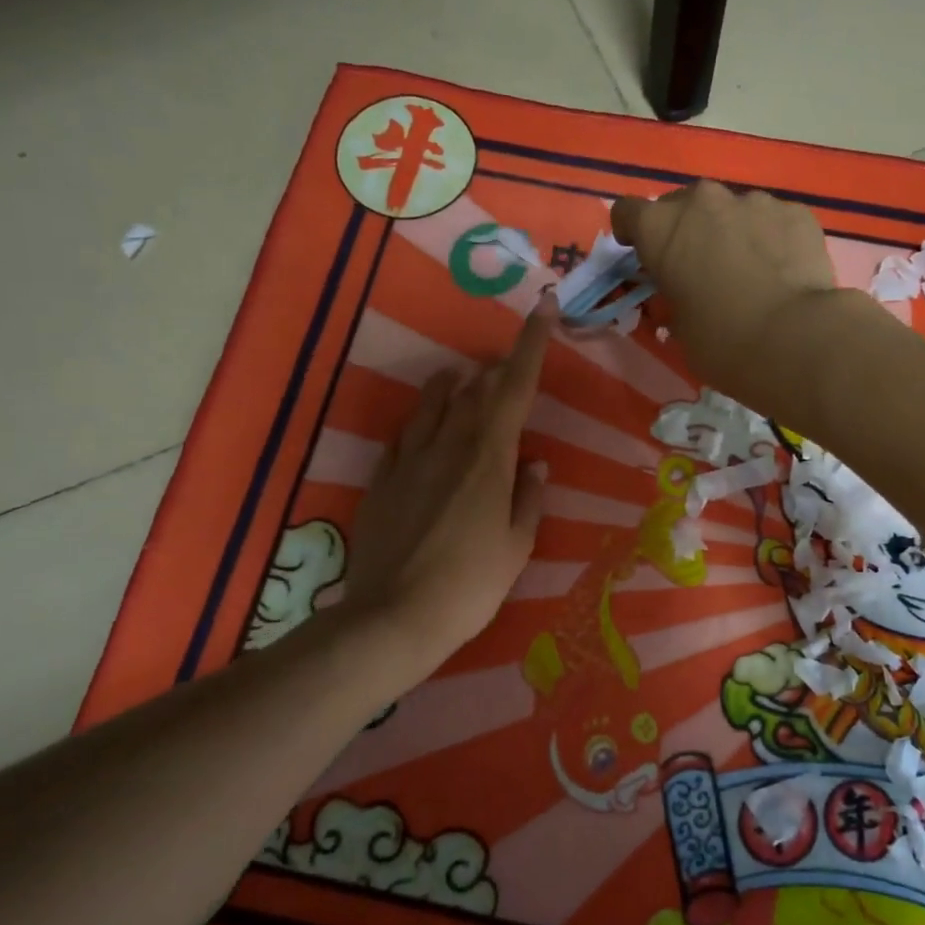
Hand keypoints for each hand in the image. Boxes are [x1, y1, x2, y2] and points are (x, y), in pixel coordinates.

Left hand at [344, 295, 552, 674]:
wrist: (394, 617)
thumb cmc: (471, 585)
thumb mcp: (517, 546)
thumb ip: (528, 498)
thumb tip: (534, 464)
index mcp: (489, 458)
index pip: (515, 388)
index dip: (531, 345)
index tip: (542, 307)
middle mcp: (449, 446)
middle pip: (475, 390)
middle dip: (496, 371)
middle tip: (509, 366)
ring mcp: (410, 460)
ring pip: (433, 404)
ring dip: (454, 386)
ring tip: (464, 379)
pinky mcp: (382, 480)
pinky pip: (405, 436)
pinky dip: (422, 421)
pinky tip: (425, 427)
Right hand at [611, 181, 836, 401]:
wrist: (794, 339)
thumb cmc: (722, 342)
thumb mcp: (680, 328)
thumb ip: (676, 297)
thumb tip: (689, 294)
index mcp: (661, 229)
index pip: (627, 212)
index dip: (632, 232)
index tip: (642, 253)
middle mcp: (703, 202)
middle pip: (683, 204)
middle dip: (686, 230)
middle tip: (700, 267)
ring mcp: (753, 201)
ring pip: (732, 210)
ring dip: (732, 232)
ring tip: (750, 270)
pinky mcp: (795, 211)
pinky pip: (773, 220)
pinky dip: (771, 238)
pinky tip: (783, 271)